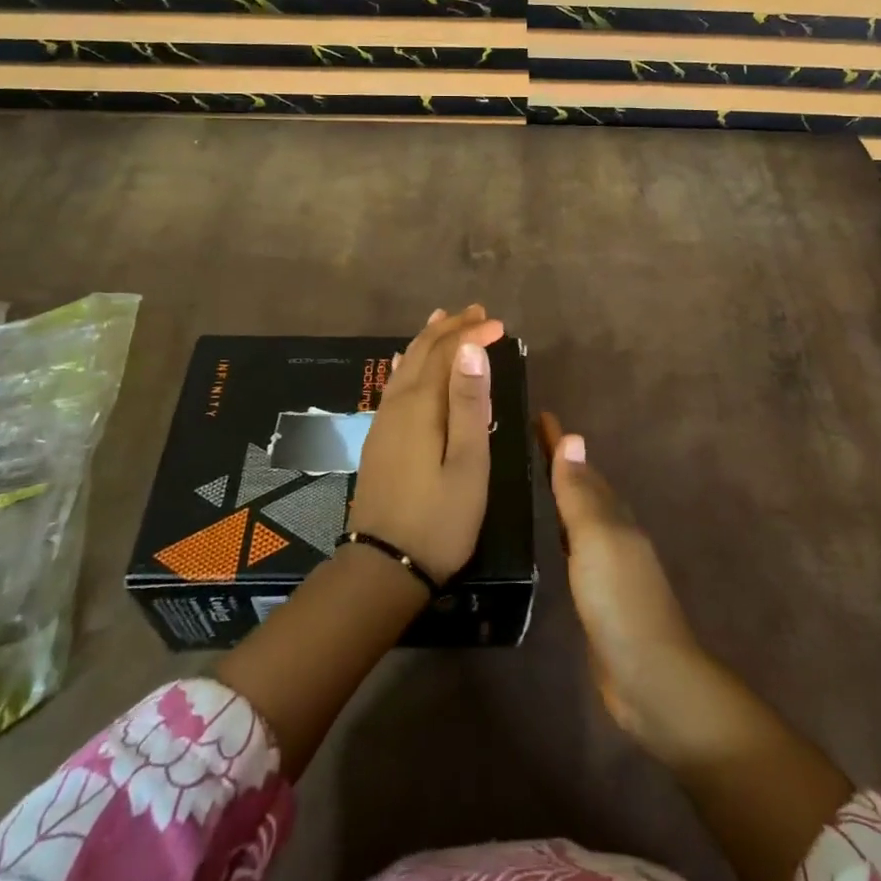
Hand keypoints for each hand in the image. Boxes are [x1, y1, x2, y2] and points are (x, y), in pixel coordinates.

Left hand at [347, 304, 504, 582]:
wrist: (383, 568)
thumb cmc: (440, 519)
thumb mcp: (468, 463)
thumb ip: (470, 404)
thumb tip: (471, 348)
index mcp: (421, 405)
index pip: (447, 353)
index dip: (473, 334)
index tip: (501, 326)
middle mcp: (398, 403)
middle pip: (422, 351)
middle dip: (450, 328)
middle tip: (477, 312)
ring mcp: (383, 421)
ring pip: (405, 363)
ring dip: (428, 339)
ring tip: (444, 319)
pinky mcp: (379, 437)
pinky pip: (395, 382)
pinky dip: (408, 361)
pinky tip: (407, 361)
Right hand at [538, 411, 703, 744]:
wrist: (651, 678)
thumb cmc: (620, 601)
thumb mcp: (596, 540)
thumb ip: (580, 494)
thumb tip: (574, 437)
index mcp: (613, 515)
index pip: (580, 468)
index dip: (560, 443)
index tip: (540, 414)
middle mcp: (614, 532)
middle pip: (584, 487)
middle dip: (561, 462)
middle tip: (531, 439)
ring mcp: (609, 565)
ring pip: (582, 516)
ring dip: (564, 494)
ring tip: (539, 477)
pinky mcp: (600, 595)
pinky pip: (577, 548)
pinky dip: (565, 530)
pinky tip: (554, 535)